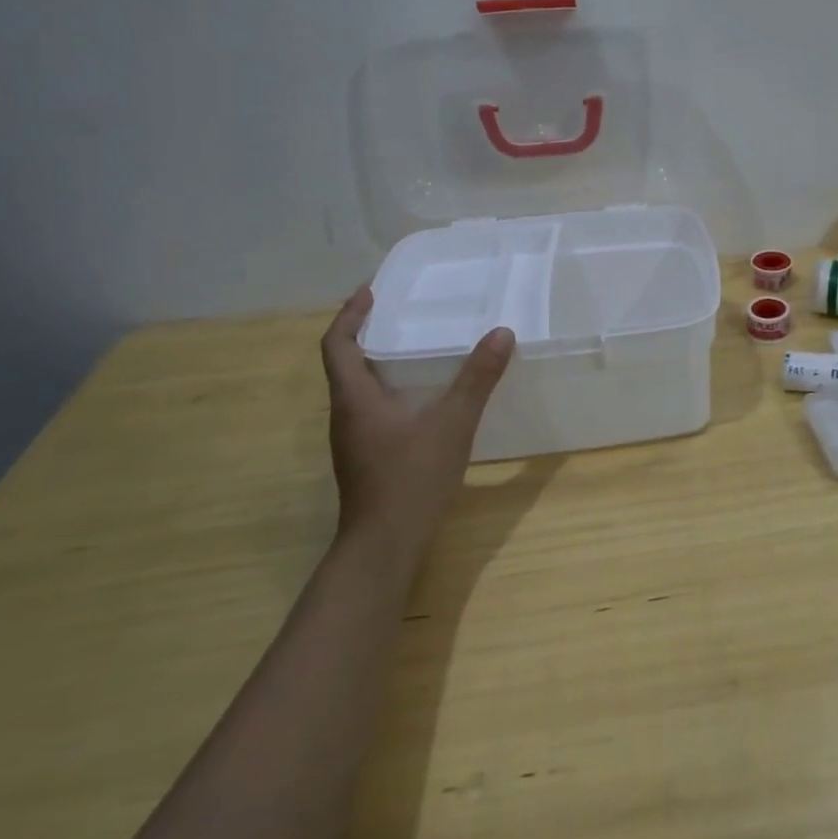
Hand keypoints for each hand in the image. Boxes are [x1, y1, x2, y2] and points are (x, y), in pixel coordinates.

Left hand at [319, 287, 514, 564]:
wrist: (384, 547)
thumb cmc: (411, 478)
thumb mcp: (452, 422)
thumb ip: (477, 378)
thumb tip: (501, 333)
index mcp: (355, 398)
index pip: (337, 344)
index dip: (350, 314)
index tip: (371, 291)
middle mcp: (346, 414)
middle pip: (346, 363)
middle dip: (368, 333)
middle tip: (402, 312)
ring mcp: (354, 439)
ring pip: (360, 388)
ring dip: (379, 362)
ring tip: (416, 346)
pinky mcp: (367, 457)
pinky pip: (373, 408)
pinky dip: (391, 389)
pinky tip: (424, 396)